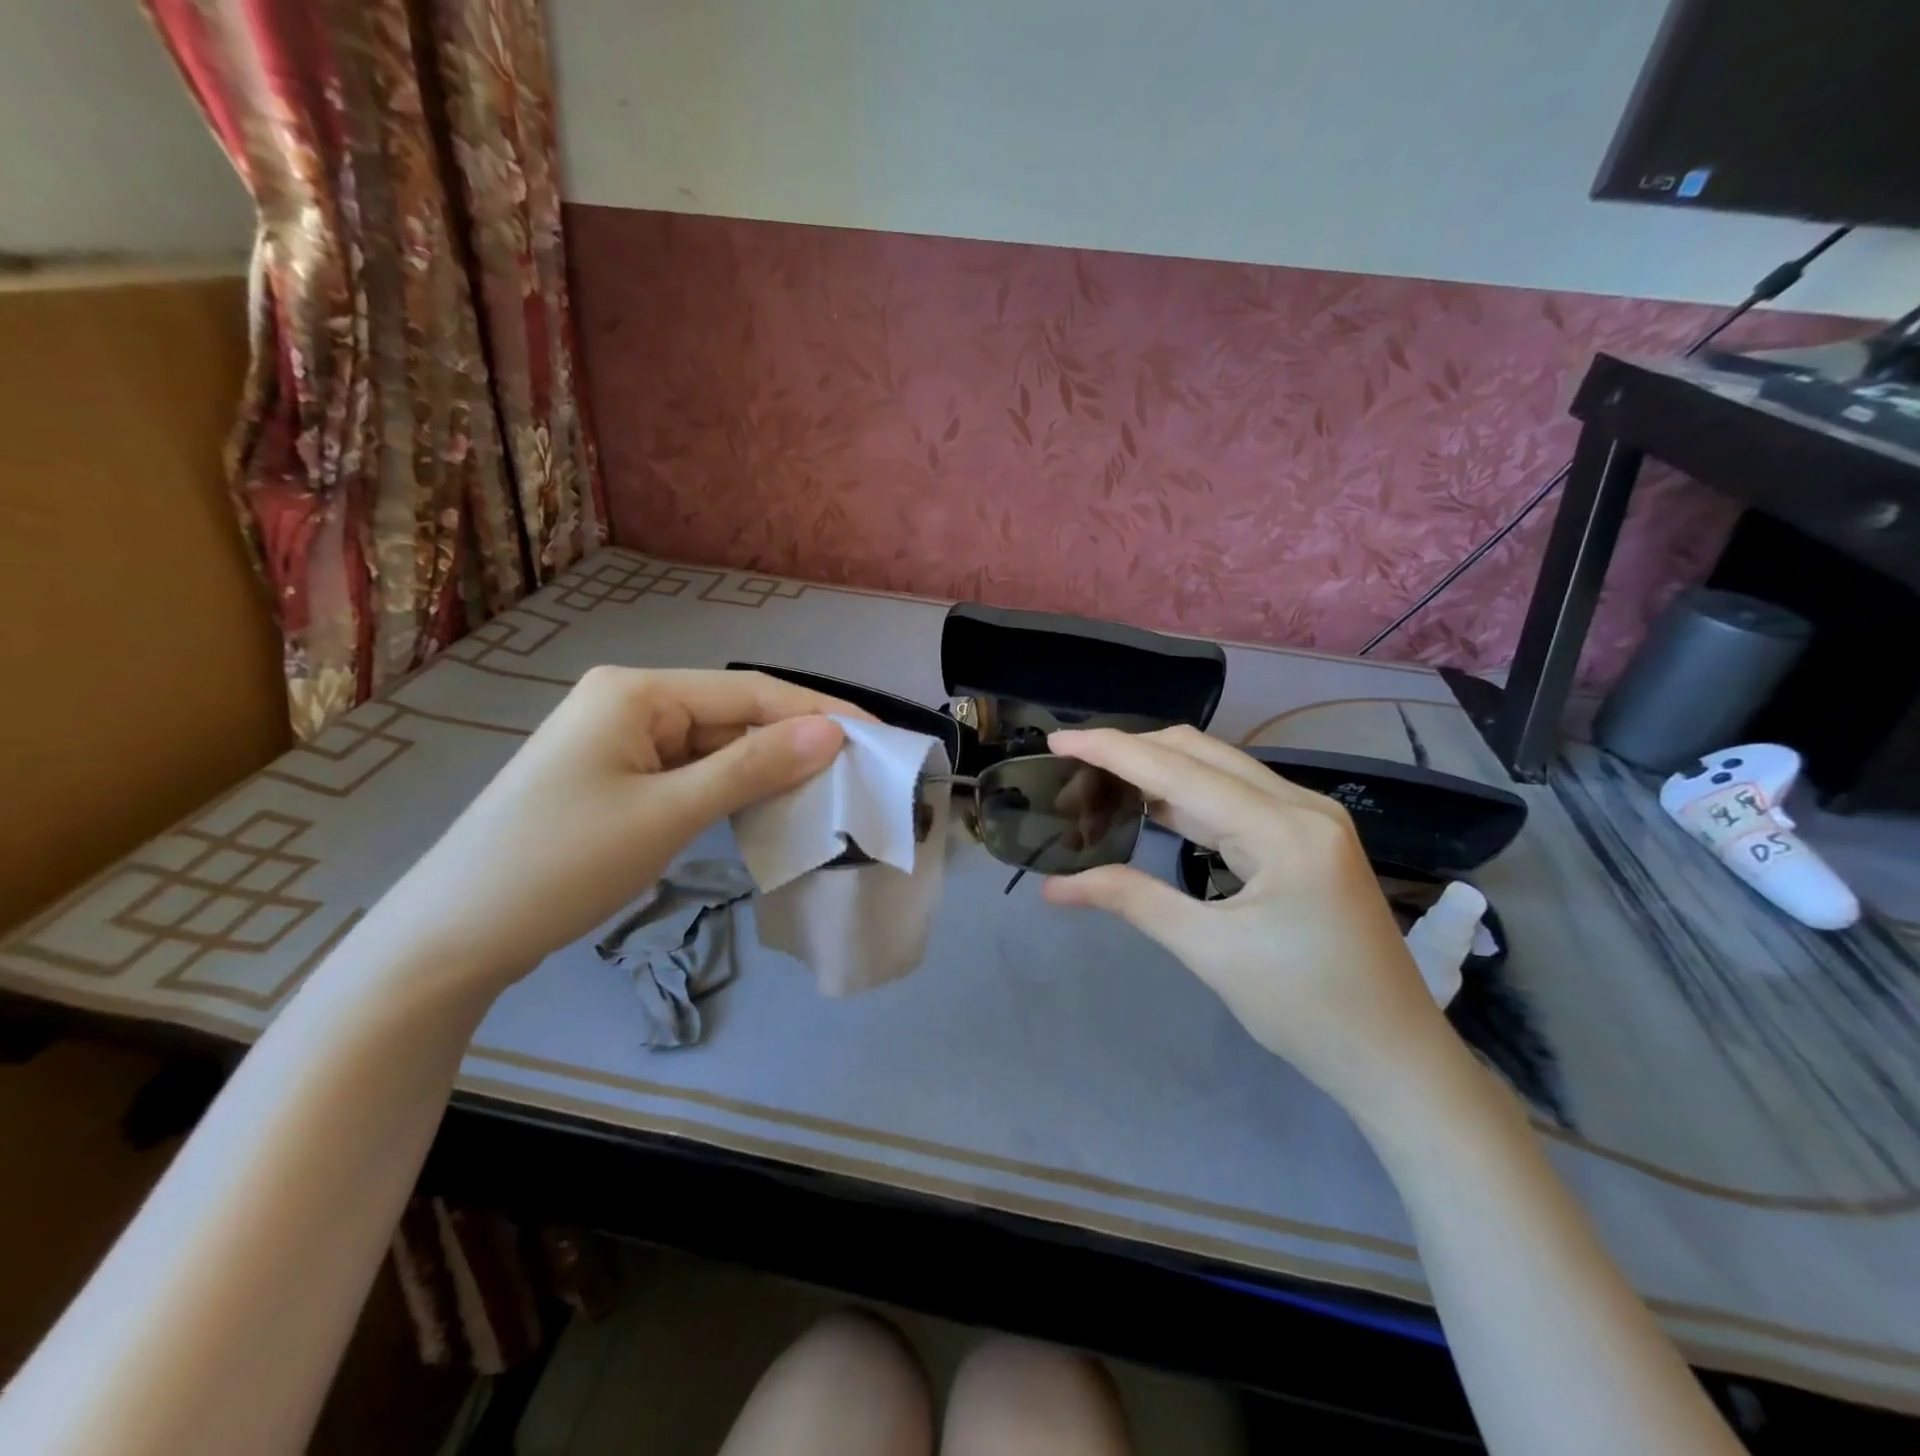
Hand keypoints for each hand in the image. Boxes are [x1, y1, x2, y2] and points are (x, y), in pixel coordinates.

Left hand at [348, 668, 861, 1000]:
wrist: (453, 939)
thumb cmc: (560, 865)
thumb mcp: (669, 814)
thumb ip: (754, 767)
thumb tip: (834, 732)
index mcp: (636, 691)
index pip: (749, 692)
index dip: (819, 713)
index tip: (880, 736)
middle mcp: (630, 702)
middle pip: (733, 715)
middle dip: (796, 743)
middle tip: (861, 773)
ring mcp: (621, 742)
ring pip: (716, 746)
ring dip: (767, 769)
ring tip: (829, 791)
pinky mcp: (618, 779)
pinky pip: (692, 773)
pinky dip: (732, 790)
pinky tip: (768, 807)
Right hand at [1042, 726, 1458, 1119]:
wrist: (1395, 1056)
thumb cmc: (1307, 1010)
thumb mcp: (1210, 953)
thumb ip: (1133, 901)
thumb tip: (1055, 886)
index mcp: (1284, 829)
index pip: (1179, 771)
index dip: (1112, 751)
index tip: (1056, 741)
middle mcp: (1301, 805)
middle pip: (1200, 753)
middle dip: (1131, 751)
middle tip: (1072, 767)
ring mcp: (1309, 818)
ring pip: (1216, 771)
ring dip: (1156, 772)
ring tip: (1097, 784)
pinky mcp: (1306, 837)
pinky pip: (1234, 799)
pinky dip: (1185, 797)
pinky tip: (1149, 806)